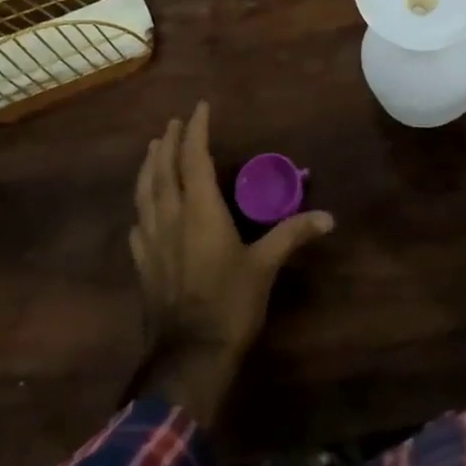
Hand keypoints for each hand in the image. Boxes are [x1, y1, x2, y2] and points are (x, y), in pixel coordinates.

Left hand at [129, 102, 333, 424]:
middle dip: (170, 144)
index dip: (196, 131)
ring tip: (153, 151)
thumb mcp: (265, 266)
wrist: (188, 357)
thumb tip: (328, 217)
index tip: (200, 108)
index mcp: (200, 211)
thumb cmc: (230, 304)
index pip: (194, 160)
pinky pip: (137, 228)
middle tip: (174, 124)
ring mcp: (151, 244)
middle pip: (164, 171)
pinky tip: (142, 214)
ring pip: (144, 195)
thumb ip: (292, 235)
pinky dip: (141, 210)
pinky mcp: (143, 267)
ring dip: (148, 168)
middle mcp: (171, 219)